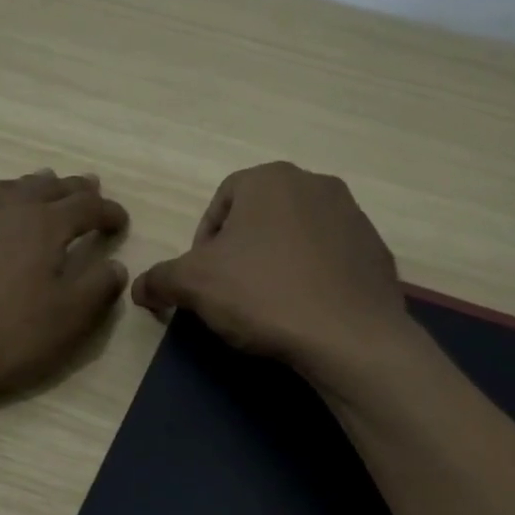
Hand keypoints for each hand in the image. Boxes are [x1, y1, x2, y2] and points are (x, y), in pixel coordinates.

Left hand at [0, 170, 128, 398]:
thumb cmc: (3, 336)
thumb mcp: (66, 321)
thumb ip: (97, 289)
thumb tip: (116, 266)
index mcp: (44, 226)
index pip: (87, 208)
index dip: (109, 212)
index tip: (121, 222)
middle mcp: (7, 208)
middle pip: (48, 187)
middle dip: (74, 189)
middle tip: (90, 188)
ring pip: (9, 187)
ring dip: (34, 186)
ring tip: (45, 185)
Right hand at [131, 163, 409, 380]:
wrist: (348, 335)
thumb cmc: (263, 295)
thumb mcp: (194, 286)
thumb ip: (160, 280)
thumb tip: (138, 288)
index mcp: (270, 179)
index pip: (220, 203)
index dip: (203, 244)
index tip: (203, 282)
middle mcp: (316, 184)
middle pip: (259, 218)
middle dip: (241, 253)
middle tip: (232, 294)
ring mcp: (353, 216)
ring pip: (296, 237)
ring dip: (276, 264)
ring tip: (269, 306)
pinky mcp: (375, 251)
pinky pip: (329, 260)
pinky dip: (311, 279)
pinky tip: (304, 312)